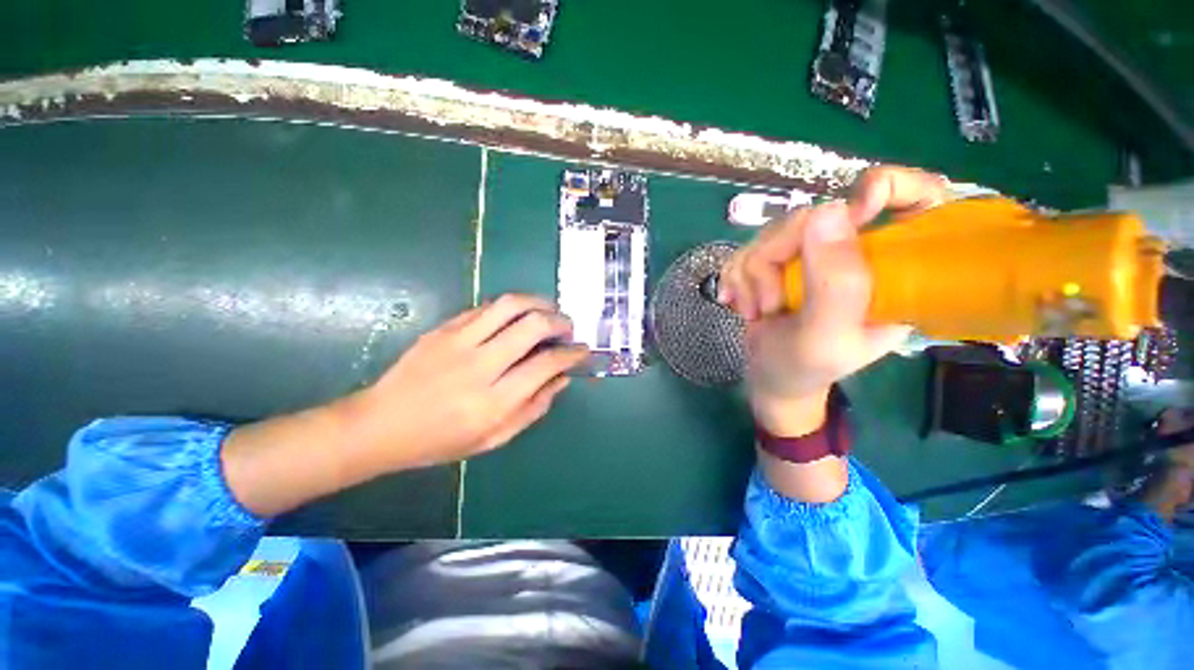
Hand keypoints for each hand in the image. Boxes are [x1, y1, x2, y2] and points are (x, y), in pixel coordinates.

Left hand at [221, 295, 587, 517]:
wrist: (380, 425)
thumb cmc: (440, 441)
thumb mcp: (493, 439)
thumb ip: (533, 408)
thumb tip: (562, 379)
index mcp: (494, 401)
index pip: (546, 364)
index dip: (572, 354)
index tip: (582, 351)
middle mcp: (480, 366)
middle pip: (532, 326)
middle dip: (560, 321)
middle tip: (568, 327)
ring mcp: (458, 342)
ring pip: (510, 305)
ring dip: (538, 302)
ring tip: (549, 310)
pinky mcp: (443, 329)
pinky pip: (486, 307)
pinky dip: (511, 307)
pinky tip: (517, 316)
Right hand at [719, 167, 948, 435]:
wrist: (768, 380)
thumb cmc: (803, 369)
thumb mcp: (825, 336)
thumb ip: (834, 283)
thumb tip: (828, 210)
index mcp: (893, 272)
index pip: (921, 201)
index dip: (893, 186)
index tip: (857, 202)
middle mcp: (853, 256)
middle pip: (815, 217)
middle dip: (776, 258)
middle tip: (770, 302)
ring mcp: (810, 258)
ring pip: (772, 234)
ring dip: (751, 276)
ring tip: (757, 311)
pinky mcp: (777, 263)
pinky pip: (747, 249)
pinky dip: (736, 278)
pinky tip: (740, 303)